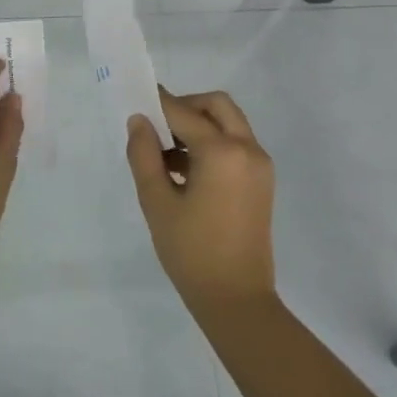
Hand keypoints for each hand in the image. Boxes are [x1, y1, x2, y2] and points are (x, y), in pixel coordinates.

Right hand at [126, 88, 276, 316]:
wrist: (236, 299)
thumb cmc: (191, 251)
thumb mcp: (157, 201)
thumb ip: (144, 155)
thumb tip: (139, 121)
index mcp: (222, 152)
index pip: (183, 113)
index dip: (157, 102)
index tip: (135, 96)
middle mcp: (248, 149)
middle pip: (216, 106)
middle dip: (185, 107)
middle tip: (157, 126)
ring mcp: (260, 165)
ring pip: (229, 124)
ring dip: (199, 125)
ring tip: (165, 153)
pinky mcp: (262, 182)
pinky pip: (236, 145)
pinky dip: (212, 143)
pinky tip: (184, 170)